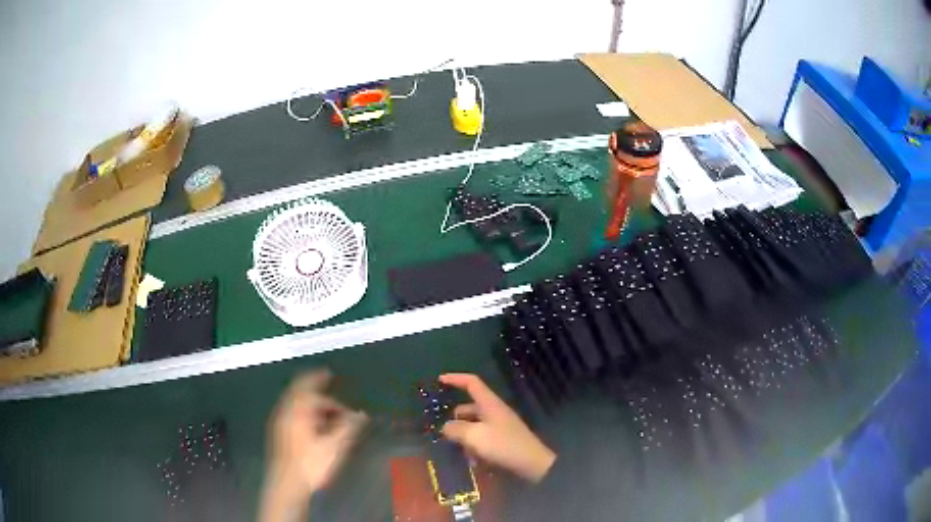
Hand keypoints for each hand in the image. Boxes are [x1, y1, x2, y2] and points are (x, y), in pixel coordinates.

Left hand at [260, 370, 366, 520]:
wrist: (287, 484)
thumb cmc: (310, 464)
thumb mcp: (334, 446)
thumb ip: (348, 427)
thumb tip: (361, 414)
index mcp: (297, 410)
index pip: (308, 387)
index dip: (318, 379)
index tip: (328, 374)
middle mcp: (285, 411)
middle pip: (300, 393)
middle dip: (318, 394)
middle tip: (336, 402)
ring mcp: (279, 422)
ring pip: (295, 404)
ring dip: (311, 405)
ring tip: (329, 417)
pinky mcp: (278, 433)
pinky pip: (291, 413)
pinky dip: (304, 413)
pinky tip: (315, 427)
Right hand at [439, 373, 555, 482]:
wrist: (533, 464)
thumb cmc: (503, 445)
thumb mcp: (474, 436)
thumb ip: (456, 429)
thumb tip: (446, 427)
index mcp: (490, 404)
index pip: (472, 383)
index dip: (455, 379)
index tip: (439, 379)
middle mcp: (495, 411)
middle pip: (469, 408)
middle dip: (456, 421)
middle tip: (446, 435)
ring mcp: (500, 426)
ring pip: (474, 426)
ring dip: (465, 438)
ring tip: (462, 453)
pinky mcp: (503, 440)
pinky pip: (482, 438)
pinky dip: (475, 447)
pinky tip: (474, 462)